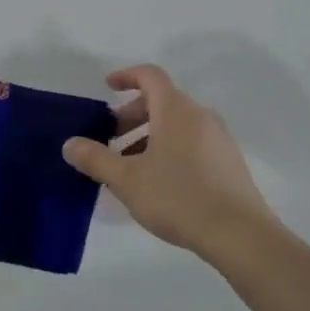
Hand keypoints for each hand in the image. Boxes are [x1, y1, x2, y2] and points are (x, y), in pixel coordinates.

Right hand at [61, 65, 279, 263]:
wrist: (239, 233)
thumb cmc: (178, 197)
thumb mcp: (127, 180)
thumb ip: (96, 158)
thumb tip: (70, 144)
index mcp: (175, 110)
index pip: (150, 76)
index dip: (127, 76)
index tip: (108, 86)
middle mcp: (200, 115)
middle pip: (162, 101)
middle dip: (132, 115)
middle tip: (110, 139)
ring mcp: (219, 137)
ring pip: (177, 124)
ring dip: (150, 135)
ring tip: (130, 166)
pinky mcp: (229, 161)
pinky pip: (192, 141)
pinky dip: (170, 148)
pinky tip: (159, 181)